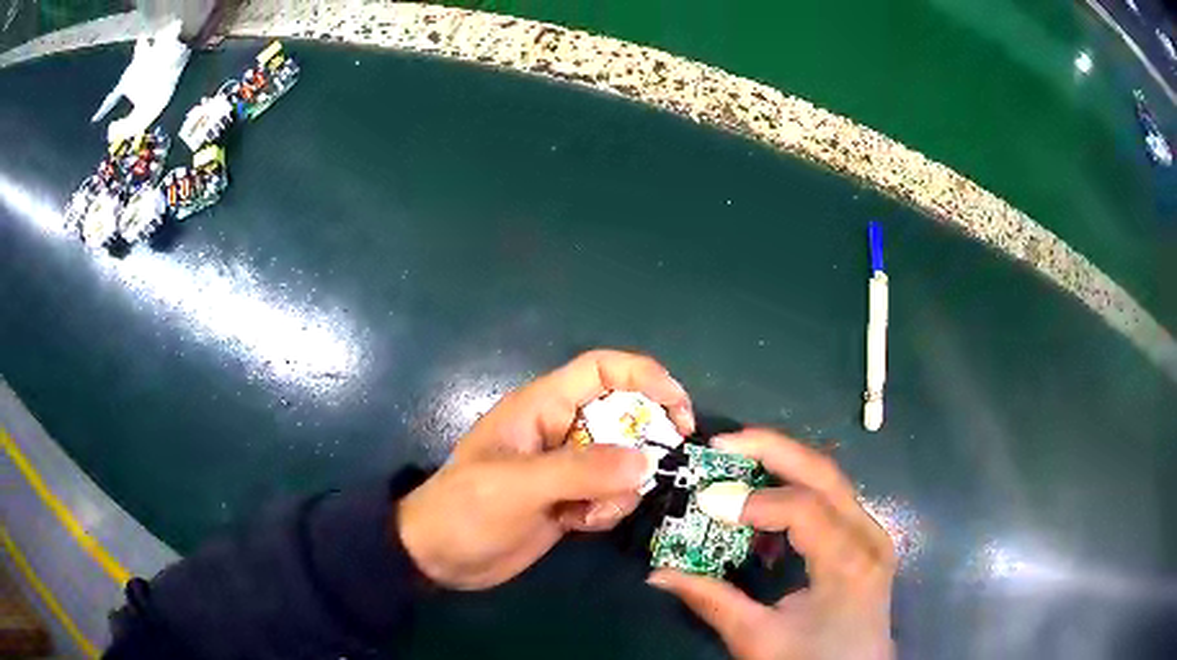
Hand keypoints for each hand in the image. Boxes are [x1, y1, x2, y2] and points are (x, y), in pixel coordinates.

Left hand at [398, 349, 694, 589]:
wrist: (439, 558)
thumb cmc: (466, 510)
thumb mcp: (517, 487)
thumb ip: (580, 472)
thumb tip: (646, 461)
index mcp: (542, 407)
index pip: (601, 369)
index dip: (645, 376)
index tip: (679, 408)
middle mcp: (560, 431)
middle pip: (624, 416)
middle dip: (643, 443)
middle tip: (654, 471)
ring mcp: (567, 467)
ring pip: (623, 461)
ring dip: (620, 488)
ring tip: (587, 512)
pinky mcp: (570, 499)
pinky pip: (610, 493)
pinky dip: (607, 509)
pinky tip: (578, 525)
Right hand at [648, 430, 895, 659]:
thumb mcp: (758, 639)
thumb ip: (711, 600)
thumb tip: (657, 572)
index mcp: (848, 562)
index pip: (803, 507)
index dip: (752, 499)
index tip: (706, 501)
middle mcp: (868, 535)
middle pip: (823, 473)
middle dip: (771, 449)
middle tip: (722, 443)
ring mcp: (872, 533)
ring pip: (830, 478)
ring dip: (784, 463)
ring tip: (738, 459)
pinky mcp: (867, 538)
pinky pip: (832, 498)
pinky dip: (797, 489)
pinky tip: (766, 502)